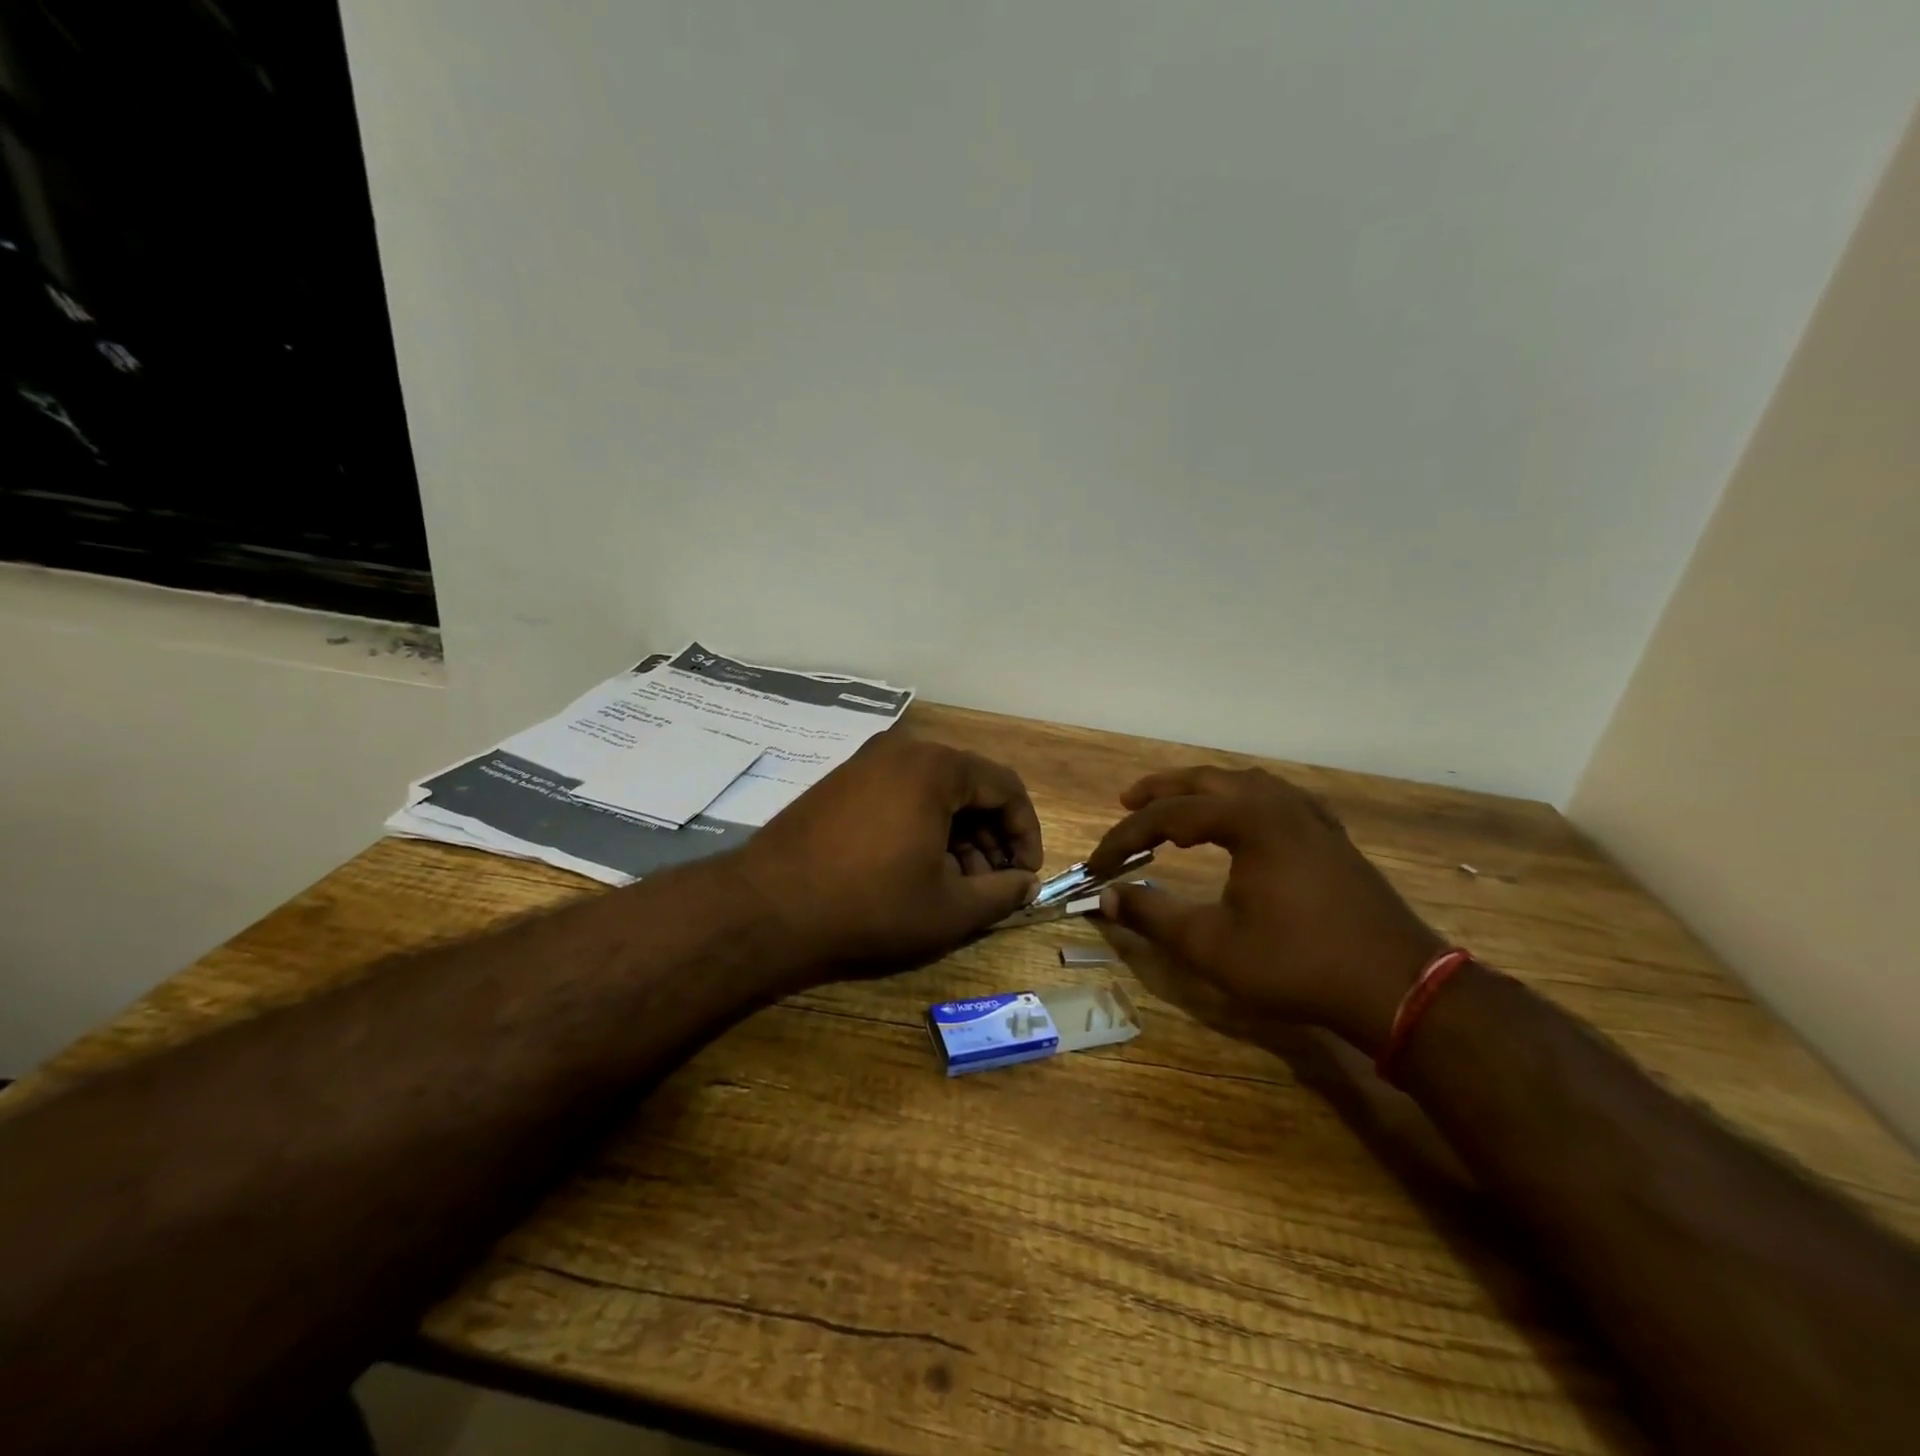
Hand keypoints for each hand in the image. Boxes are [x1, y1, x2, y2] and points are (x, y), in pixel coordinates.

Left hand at [730, 735, 1042, 980]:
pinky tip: (917, 870)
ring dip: (958, 836)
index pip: (1005, 787)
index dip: (1025, 832)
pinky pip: (900, 796)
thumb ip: (1002, 893)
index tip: (1026, 875)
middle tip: (992, 884)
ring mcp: (866, 764)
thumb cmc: (870, 905)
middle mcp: (902, 752)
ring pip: (934, 793)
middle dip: (990, 837)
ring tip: (956, 885)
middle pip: (969, 787)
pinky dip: (922, 828)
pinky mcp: (841, 784)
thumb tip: (1025, 885)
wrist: (767, 908)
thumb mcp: (949, 908)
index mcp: (935, 768)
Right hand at [1085, 767, 1441, 1054]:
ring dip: (1203, 790)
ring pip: (1244, 783)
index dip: (1125, 837)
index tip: (1097, 864)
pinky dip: (1242, 799)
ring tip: (1176, 803)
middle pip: (1206, 781)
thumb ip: (1153, 915)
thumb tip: (1106, 898)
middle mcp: (1278, 803)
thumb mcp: (1211, 946)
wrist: (1397, 987)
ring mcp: (1311, 817)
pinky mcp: (1331, 836)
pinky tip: (1242, 816)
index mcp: (1248, 819)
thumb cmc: (1297, 963)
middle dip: (1161, 790)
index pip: (1168, 816)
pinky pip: (1275, 798)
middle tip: (1126, 802)